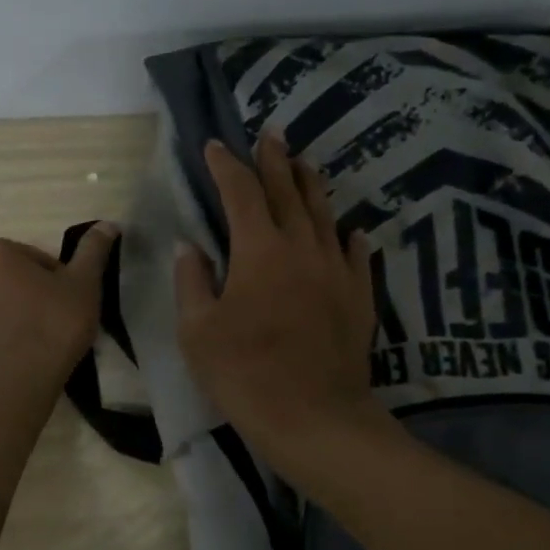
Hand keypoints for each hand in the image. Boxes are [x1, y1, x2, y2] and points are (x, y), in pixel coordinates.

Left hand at [0, 225, 118, 399]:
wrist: (9, 389)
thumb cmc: (50, 328)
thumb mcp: (83, 286)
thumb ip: (93, 251)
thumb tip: (107, 224)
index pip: (32, 258)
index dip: (55, 279)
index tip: (67, 303)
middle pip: (4, 280)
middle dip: (25, 295)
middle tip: (52, 322)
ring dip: (6, 317)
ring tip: (32, 345)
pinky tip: (12, 361)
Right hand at [175, 134, 379, 465]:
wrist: (314, 416)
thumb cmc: (244, 373)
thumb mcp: (198, 331)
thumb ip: (192, 282)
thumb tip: (190, 247)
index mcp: (259, 249)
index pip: (240, 193)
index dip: (225, 166)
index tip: (214, 146)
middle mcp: (302, 247)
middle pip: (288, 191)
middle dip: (276, 160)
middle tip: (271, 134)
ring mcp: (336, 270)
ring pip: (324, 214)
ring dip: (311, 185)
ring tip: (305, 164)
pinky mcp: (359, 296)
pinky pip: (356, 254)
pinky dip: (349, 236)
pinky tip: (351, 229)